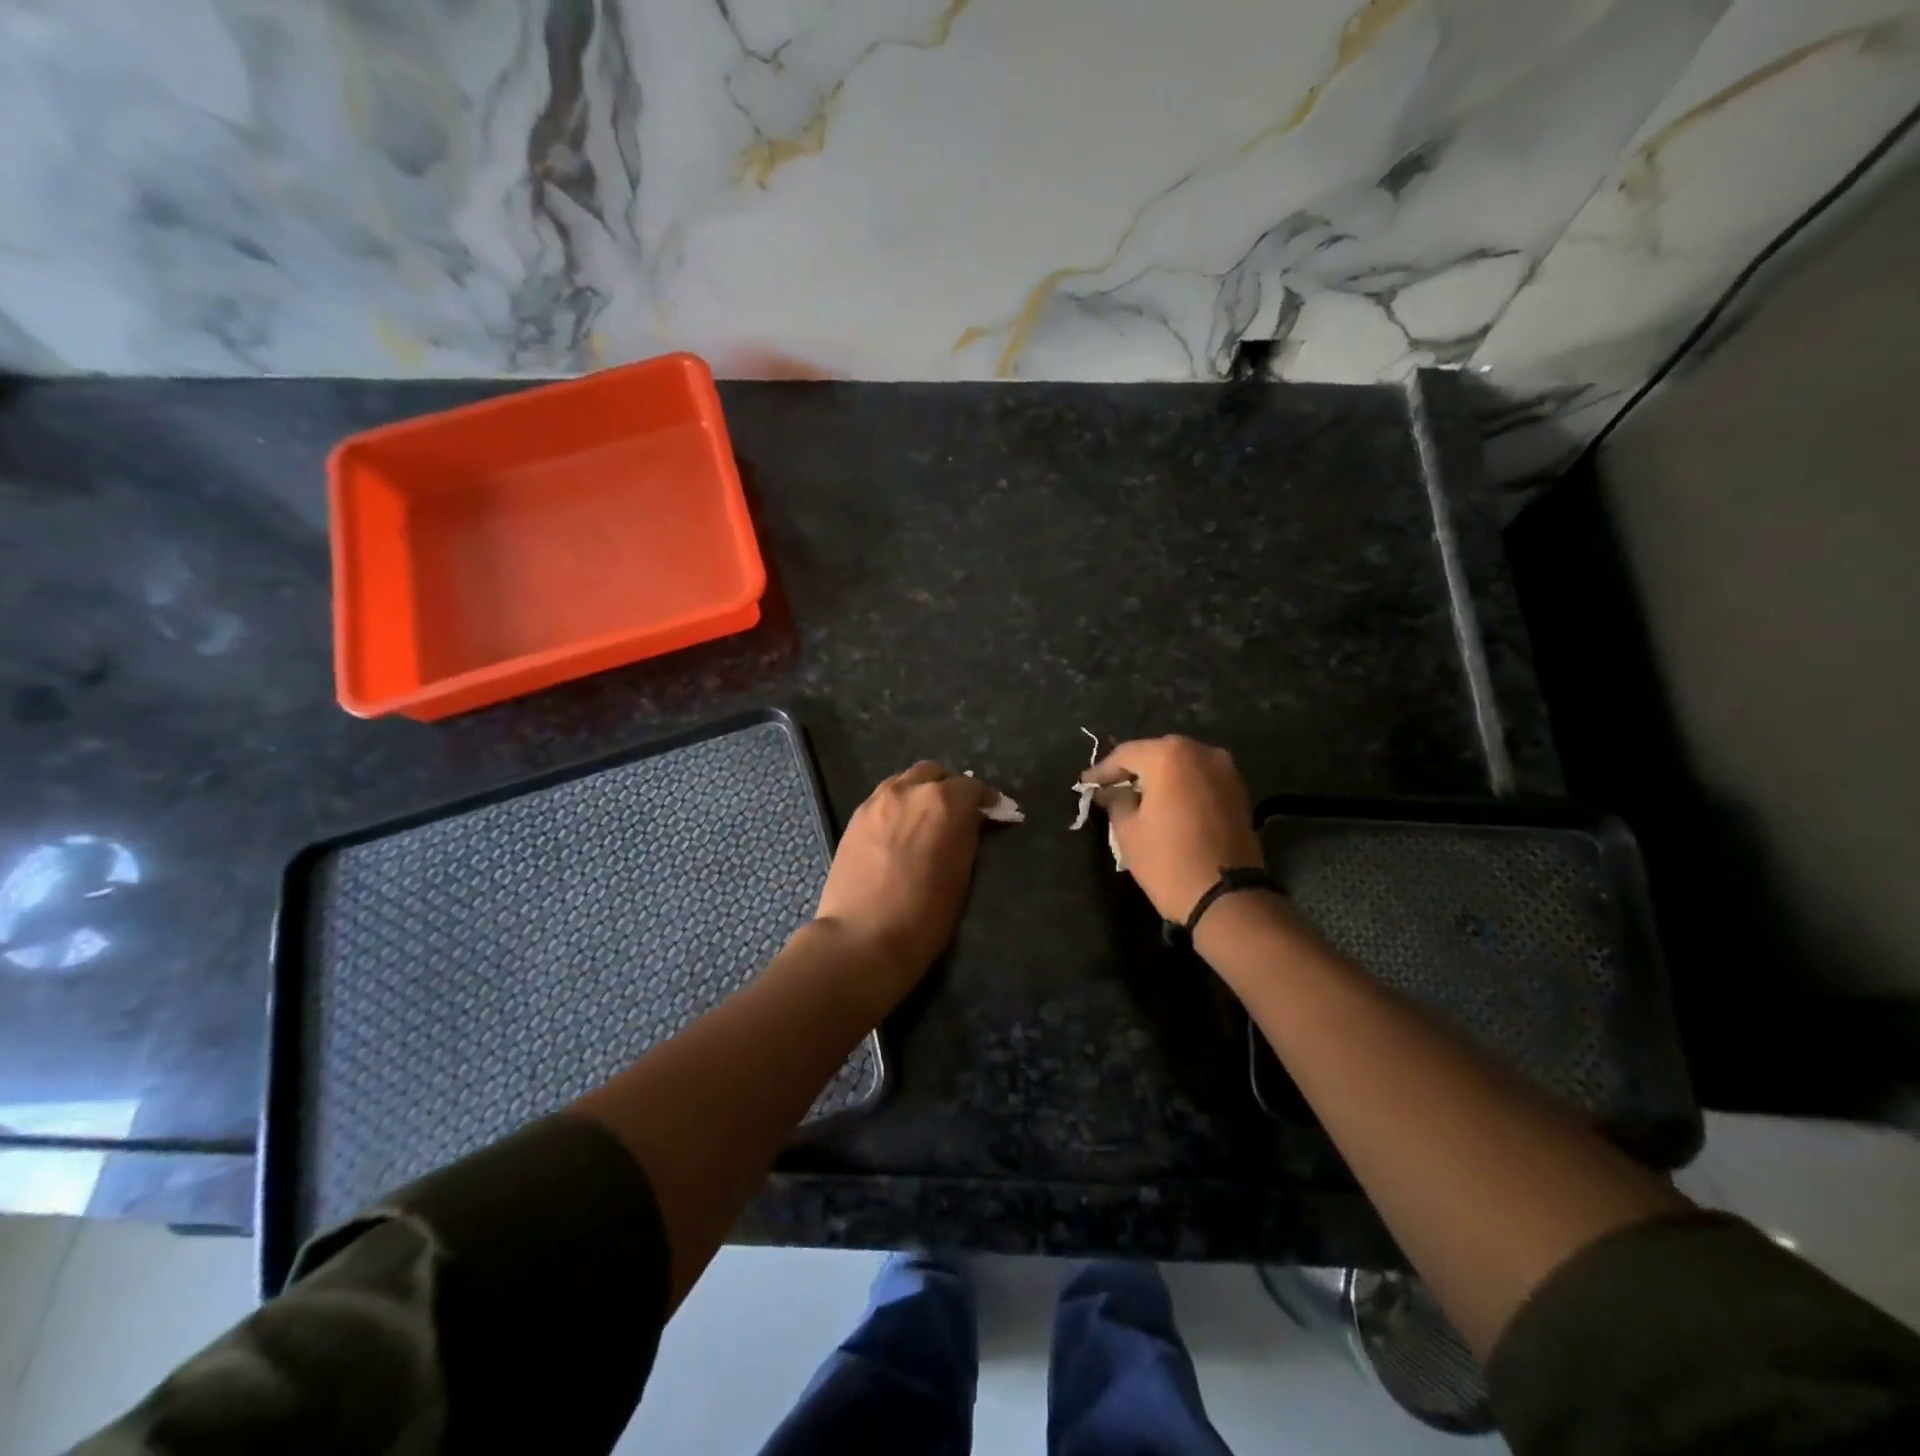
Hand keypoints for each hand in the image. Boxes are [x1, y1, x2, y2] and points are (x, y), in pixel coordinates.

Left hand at [813, 762, 999, 1003]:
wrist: (863, 937)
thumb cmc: (924, 915)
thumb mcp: (962, 875)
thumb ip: (967, 836)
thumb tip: (971, 822)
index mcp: (944, 802)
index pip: (973, 788)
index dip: (987, 801)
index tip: (996, 814)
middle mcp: (910, 790)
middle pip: (935, 774)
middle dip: (950, 788)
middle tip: (959, 813)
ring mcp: (878, 800)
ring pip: (906, 781)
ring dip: (921, 792)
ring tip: (927, 818)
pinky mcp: (856, 817)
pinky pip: (884, 798)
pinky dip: (898, 804)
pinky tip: (900, 828)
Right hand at [1083, 736, 1263, 921]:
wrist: (1227, 897)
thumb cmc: (1168, 861)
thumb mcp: (1128, 831)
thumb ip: (1115, 801)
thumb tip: (1109, 792)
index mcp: (1169, 756)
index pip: (1125, 754)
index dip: (1102, 771)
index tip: (1086, 785)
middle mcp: (1201, 751)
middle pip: (1156, 753)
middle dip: (1133, 770)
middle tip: (1111, 787)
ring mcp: (1226, 770)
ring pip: (1182, 764)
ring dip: (1160, 777)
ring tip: (1139, 796)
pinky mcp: (1239, 791)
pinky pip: (1200, 778)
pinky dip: (1182, 786)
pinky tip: (1167, 803)